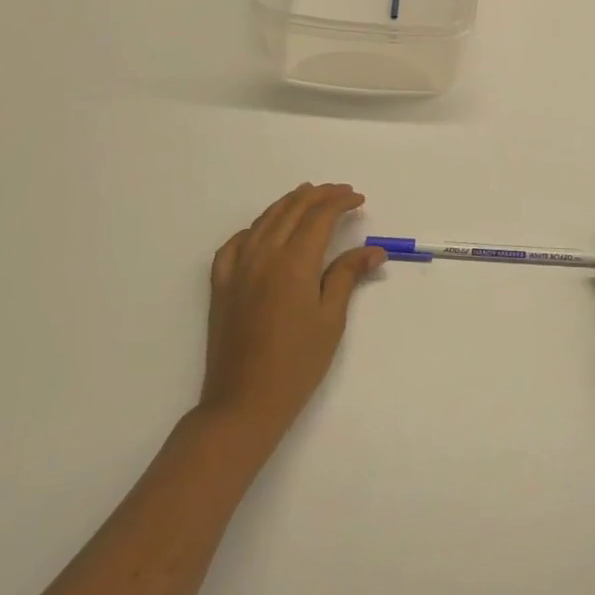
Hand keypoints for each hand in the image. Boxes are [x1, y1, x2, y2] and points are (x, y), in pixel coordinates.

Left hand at [198, 183, 385, 456]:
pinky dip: (253, 229)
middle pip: (292, 211)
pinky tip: (262, 231)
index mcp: (294, 262)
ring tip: (306, 196)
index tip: (359, 200)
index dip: (340, 202)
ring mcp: (238, 269)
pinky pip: (234, 244)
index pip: (319, 217)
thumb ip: (348, 276)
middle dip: (318, 196)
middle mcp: (264, 256)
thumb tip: (373, 250)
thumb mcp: (331, 319)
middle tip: (340, 193)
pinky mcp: (221, 286)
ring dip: (287, 204)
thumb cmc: (297, 363)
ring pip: (264, 221)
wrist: (244, 402)